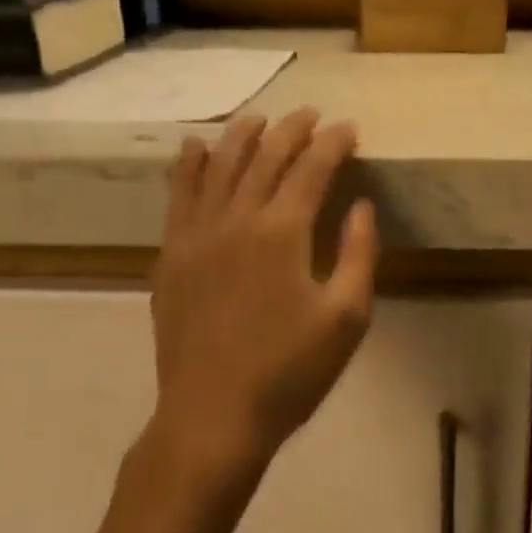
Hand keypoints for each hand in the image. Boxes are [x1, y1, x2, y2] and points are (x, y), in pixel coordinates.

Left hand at [147, 109, 378, 491]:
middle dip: (292, 131)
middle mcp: (236, 219)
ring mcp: (196, 235)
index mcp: (283, 233)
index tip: (349, 129)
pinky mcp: (171, 256)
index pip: (312, 169)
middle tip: (311, 116)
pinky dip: (188, 166)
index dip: (333, 144)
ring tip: (258, 118)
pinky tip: (195, 148)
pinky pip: (178, 196)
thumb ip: (358, 255)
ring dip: (241, 136)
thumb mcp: (346, 319)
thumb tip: (361, 206)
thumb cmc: (290, 372)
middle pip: (265, 158)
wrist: (213, 416)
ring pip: (218, 167)